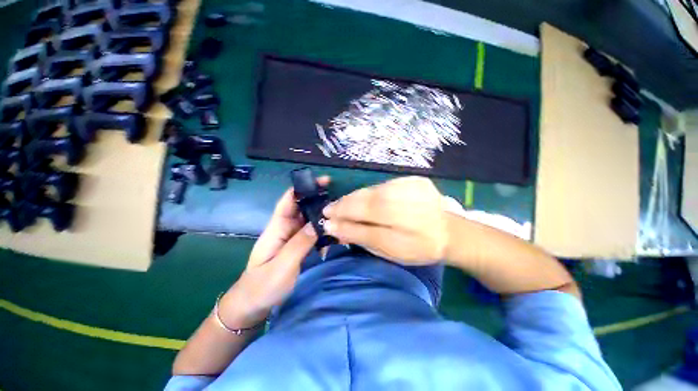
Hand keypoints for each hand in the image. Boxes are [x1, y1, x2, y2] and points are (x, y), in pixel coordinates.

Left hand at [218, 178, 328, 327]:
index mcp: (277, 228)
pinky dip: (322, 231)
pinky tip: (334, 235)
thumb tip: (319, 222)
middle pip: (302, 207)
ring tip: (341, 214)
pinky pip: (311, 234)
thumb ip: (300, 243)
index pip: (289, 200)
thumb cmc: (262, 286)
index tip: (323, 181)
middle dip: (319, 199)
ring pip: (309, 220)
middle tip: (340, 198)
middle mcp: (285, 228)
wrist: (251, 306)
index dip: (304, 188)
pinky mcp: (297, 247)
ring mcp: (291, 238)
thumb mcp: (282, 266)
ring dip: (323, 216)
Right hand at [323, 176, 447, 264]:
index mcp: (399, 218)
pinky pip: (384, 186)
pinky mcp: (414, 179)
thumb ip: (360, 235)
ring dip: (358, 198)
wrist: (451, 233)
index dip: (341, 213)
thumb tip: (333, 226)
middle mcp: (403, 195)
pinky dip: (372, 194)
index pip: (360, 211)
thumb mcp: (388, 249)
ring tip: (348, 206)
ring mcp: (410, 184)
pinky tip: (370, 203)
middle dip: (346, 204)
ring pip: (373, 190)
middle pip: (365, 197)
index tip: (326, 216)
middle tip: (332, 210)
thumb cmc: (419, 247)